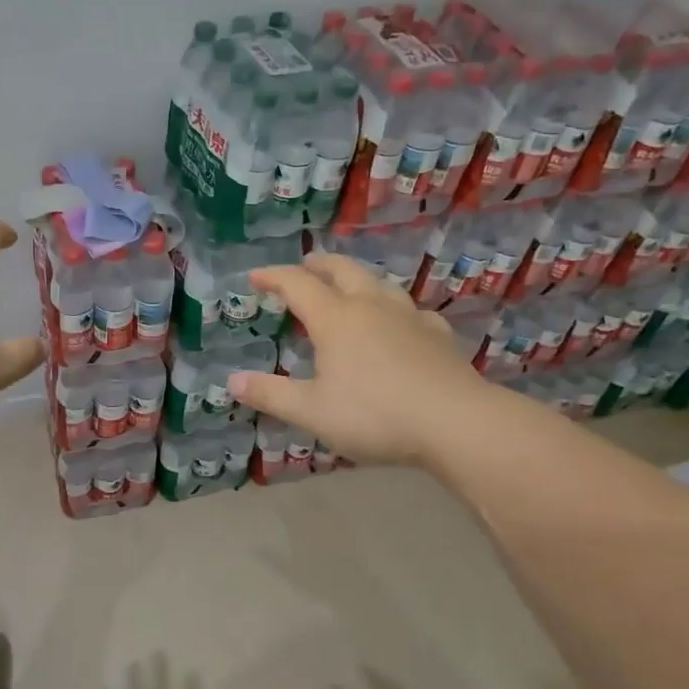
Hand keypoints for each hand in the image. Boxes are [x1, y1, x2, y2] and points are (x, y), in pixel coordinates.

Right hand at [227, 253, 488, 466]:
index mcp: (336, 319)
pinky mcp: (437, 335)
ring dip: (356, 279)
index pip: (297, 284)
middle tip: (303, 268)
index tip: (255, 276)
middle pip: (341, 270)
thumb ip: (271, 394)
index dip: (273, 276)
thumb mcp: (312, 411)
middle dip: (318, 265)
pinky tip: (399, 323)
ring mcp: (409, 317)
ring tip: (347, 288)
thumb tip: (232, 381)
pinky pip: (411, 310)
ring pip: (378, 283)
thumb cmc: (375, 415)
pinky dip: (394, 309)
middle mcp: (371, 306)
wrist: (456, 423)